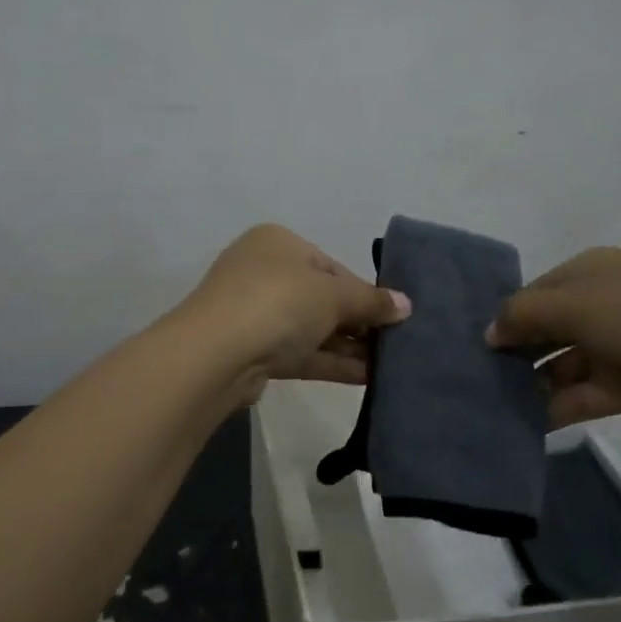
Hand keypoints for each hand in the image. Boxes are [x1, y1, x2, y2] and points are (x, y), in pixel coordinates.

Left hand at [179, 224, 410, 398]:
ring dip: (349, 346)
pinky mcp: (253, 351)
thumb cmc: (278, 303)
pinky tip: (368, 378)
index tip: (394, 316)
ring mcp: (255, 314)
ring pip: (312, 328)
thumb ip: (371, 301)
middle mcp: (264, 272)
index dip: (364, 292)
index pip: (331, 266)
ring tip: (390, 365)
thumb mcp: (332, 295)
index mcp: (278, 243)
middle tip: (396, 343)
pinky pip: (301, 353)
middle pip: (322, 298)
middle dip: (359, 322)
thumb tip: (405, 305)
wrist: (215, 355)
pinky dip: (332, 362)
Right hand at [486, 247, 620, 429]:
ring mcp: (615, 348)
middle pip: (545, 331)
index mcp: (587, 273)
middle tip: (475, 378)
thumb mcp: (573, 303)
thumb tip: (489, 332)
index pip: (534, 294)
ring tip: (490, 404)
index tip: (474, 345)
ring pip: (559, 367)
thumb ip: (522, 315)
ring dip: (529, 384)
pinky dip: (553, 409)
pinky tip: (521, 423)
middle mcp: (598, 307)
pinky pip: (579, 397)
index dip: (505, 317)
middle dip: (514, 352)